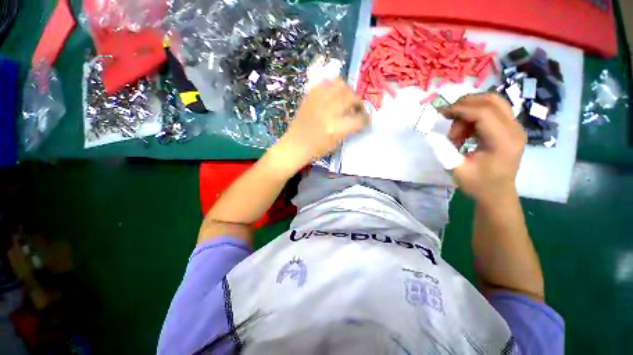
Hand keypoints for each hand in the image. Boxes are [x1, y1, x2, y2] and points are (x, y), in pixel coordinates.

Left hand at [278, 78, 369, 165]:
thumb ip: (349, 128)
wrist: (295, 144)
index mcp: (336, 128)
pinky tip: (332, 96)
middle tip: (357, 108)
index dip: (366, 119)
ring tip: (345, 99)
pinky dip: (333, 87)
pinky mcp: (310, 95)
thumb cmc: (316, 149)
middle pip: (352, 97)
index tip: (366, 120)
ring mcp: (318, 101)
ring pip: (340, 84)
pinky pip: (325, 83)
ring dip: (347, 91)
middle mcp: (328, 111)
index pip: (359, 119)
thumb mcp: (337, 142)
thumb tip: (357, 116)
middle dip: (359, 102)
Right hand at [442, 94, 525, 204]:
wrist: (497, 194)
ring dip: (470, 110)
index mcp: (503, 141)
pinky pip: (493, 111)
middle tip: (448, 120)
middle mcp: (514, 130)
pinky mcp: (511, 129)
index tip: (441, 114)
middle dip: (465, 105)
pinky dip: (475, 115)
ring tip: (458, 131)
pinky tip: (466, 131)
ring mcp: (515, 127)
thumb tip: (430, 132)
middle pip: (491, 101)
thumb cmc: (477, 184)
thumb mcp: (455, 169)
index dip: (460, 109)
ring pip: (493, 102)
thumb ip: (442, 149)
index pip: (483, 112)